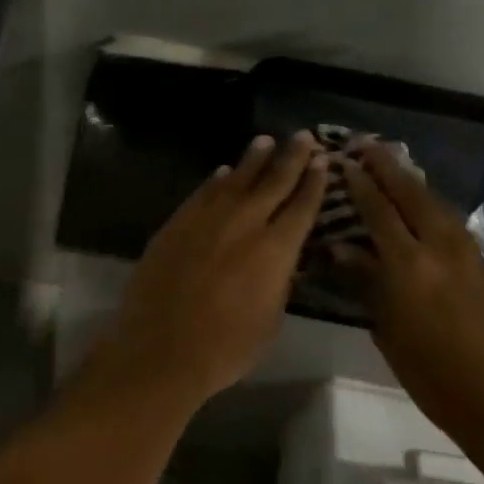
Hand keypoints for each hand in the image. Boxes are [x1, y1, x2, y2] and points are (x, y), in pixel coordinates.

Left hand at [88, 132, 327, 405]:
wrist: (161, 348)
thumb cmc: (225, 348)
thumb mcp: (270, 321)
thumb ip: (279, 283)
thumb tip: (281, 261)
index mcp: (276, 249)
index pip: (302, 206)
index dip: (314, 182)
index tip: (323, 161)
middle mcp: (245, 223)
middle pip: (273, 182)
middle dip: (291, 157)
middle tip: (303, 136)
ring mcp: (207, 219)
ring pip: (236, 179)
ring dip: (253, 159)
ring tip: (265, 141)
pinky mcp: (177, 223)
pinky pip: (203, 193)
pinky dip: (217, 180)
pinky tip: (223, 172)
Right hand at [338, 142, 483, 450]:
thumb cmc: (429, 373)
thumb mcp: (387, 329)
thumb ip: (366, 281)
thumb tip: (340, 248)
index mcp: (409, 266)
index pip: (379, 212)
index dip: (360, 184)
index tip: (344, 161)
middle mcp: (439, 249)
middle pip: (411, 195)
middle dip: (387, 167)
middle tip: (365, 145)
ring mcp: (466, 254)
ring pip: (435, 203)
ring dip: (411, 180)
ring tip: (392, 164)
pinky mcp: (481, 264)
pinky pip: (450, 220)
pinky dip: (430, 203)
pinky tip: (421, 201)